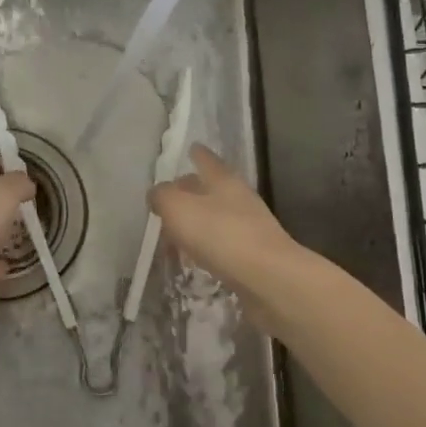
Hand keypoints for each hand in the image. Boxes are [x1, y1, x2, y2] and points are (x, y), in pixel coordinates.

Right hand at [149, 144, 301, 300]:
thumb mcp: (178, 208)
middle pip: (211, 188)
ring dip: (198, 222)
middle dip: (192, 191)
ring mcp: (249, 227)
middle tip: (171, 198)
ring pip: (216, 217)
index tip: (191, 148)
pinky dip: (207, 247)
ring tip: (176, 233)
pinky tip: (196, 258)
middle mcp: (239, 198)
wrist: (268, 279)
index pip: (206, 159)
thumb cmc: (220, 234)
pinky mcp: (253, 255)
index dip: (197, 154)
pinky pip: (222, 244)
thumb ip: (162, 196)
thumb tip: (157, 193)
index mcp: (223, 180)